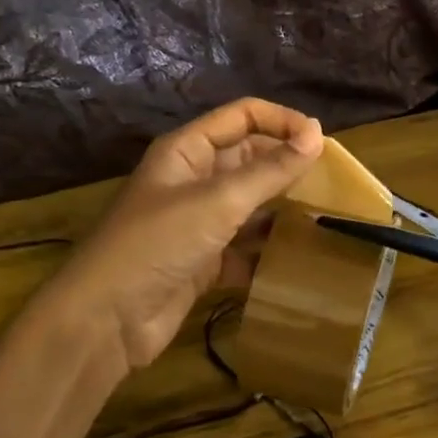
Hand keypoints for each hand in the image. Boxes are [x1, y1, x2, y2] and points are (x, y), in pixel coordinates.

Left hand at [42, 98, 324, 373]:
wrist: (105, 321)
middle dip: (287, 166)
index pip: (243, 116)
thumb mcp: (219, 201)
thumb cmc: (159, 244)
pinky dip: (267, 252)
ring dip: (282, 209)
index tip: (321, 142)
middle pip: (249, 159)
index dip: (281, 121)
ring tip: (325, 217)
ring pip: (250, 204)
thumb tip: (316, 134)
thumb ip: (270, 169)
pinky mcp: (203, 261)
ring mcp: (198, 222)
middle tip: (332, 182)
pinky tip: (297, 259)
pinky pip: (244, 247)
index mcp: (188, 151)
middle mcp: (193, 180)